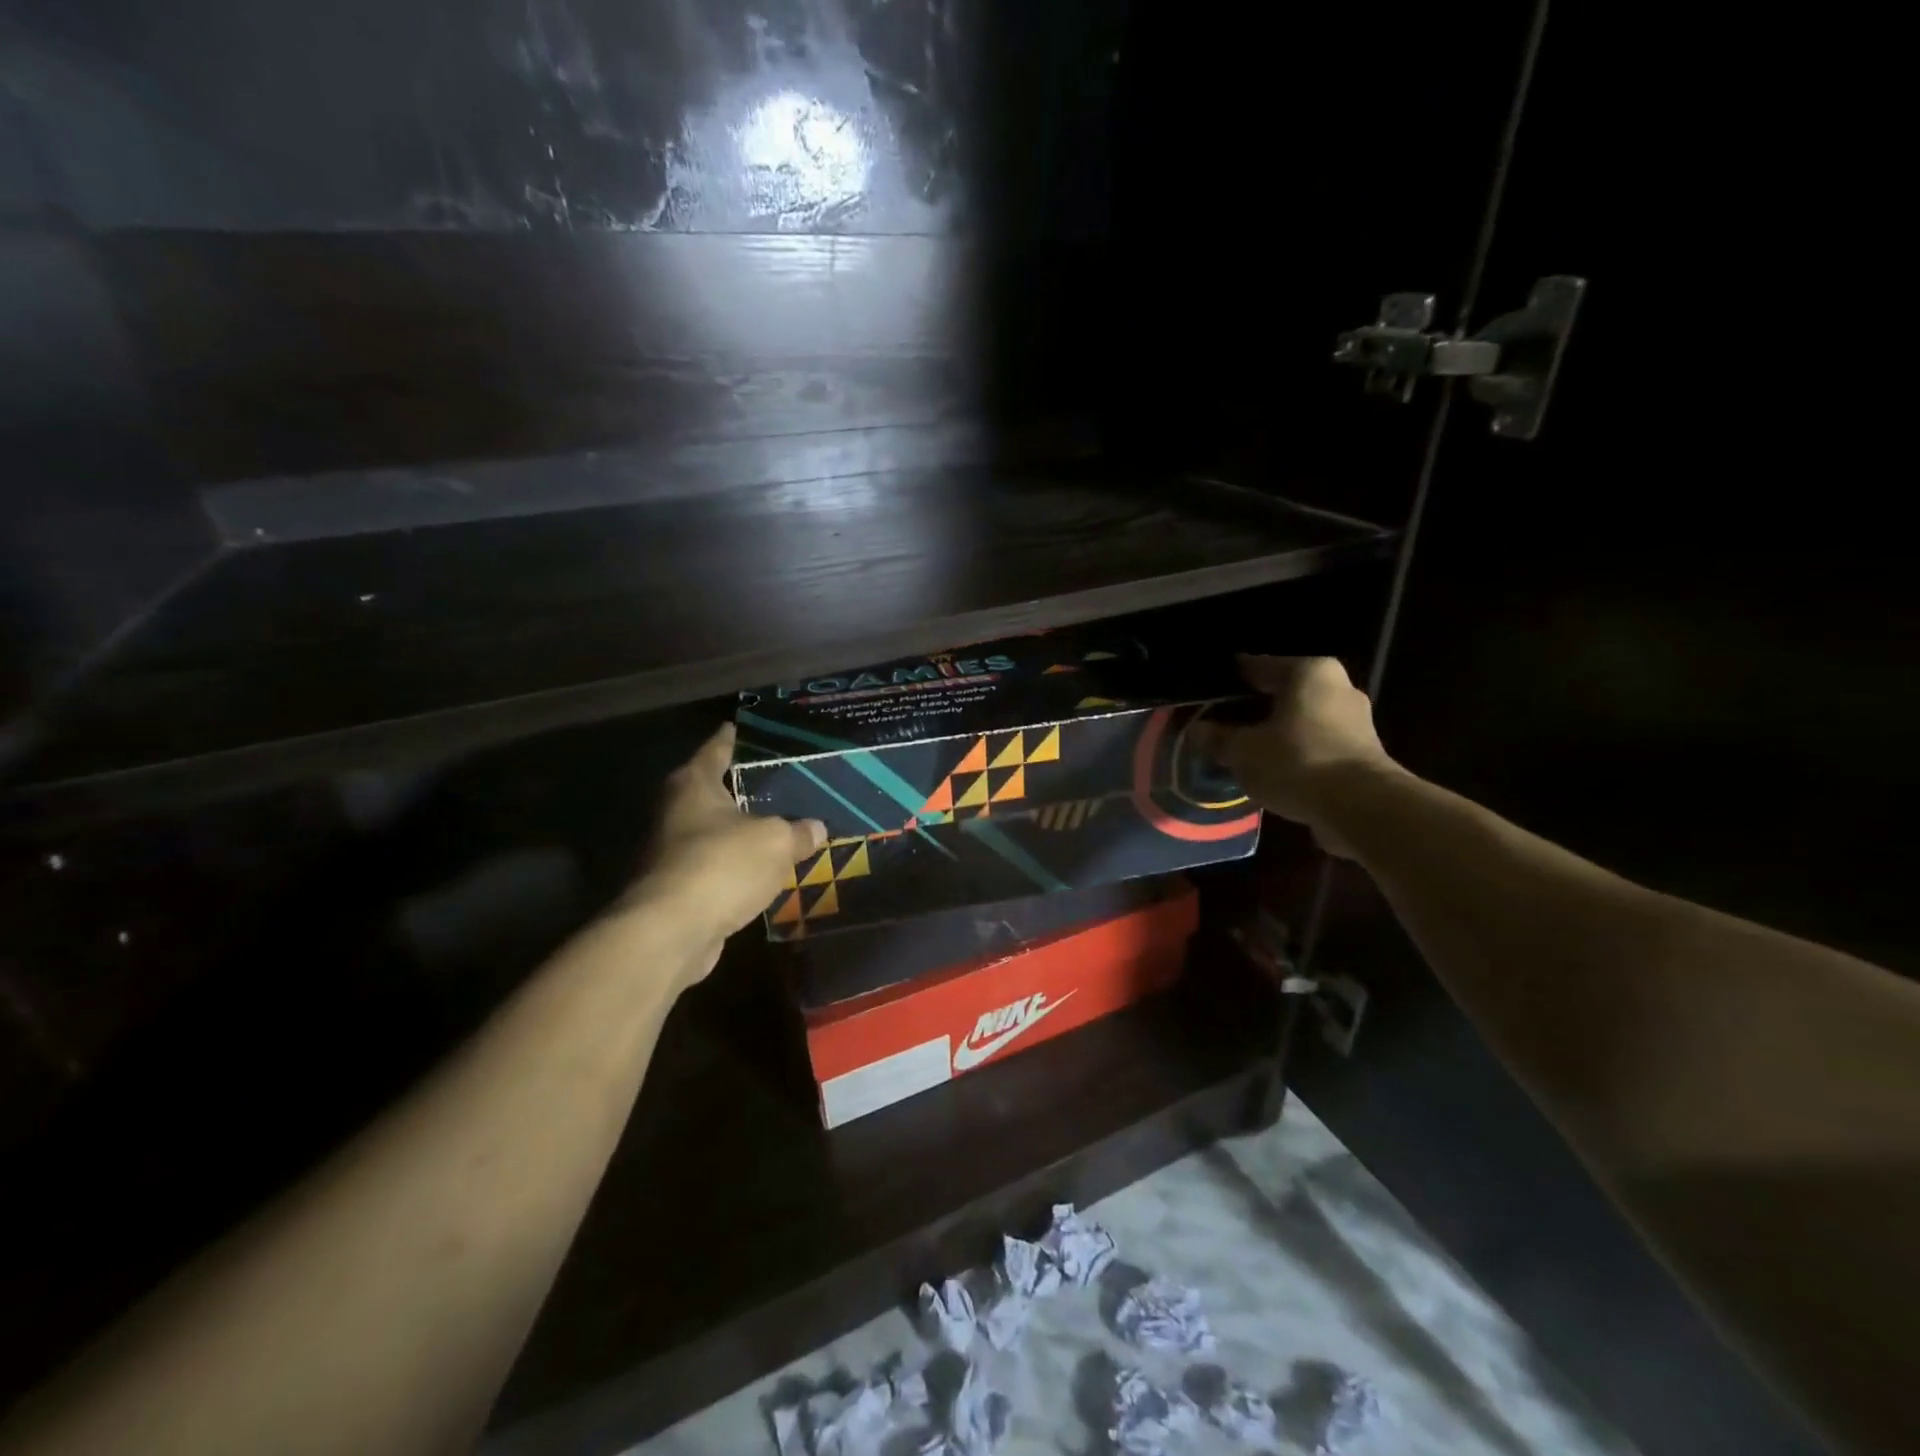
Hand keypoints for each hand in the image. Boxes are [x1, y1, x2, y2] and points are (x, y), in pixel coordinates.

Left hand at [622, 723, 826, 953]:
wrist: (672, 932)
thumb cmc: (722, 865)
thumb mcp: (776, 841)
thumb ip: (798, 831)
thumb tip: (816, 827)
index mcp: (695, 784)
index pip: (717, 748)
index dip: (735, 737)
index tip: (750, 729)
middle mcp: (677, 811)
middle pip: (716, 790)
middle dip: (746, 787)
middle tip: (784, 780)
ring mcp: (674, 851)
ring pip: (717, 831)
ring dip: (744, 831)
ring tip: (784, 825)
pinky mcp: (680, 888)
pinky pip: (718, 866)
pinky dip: (739, 866)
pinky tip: (767, 869)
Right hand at [1203, 655, 1400, 857]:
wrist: (1360, 807)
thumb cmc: (1296, 761)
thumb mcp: (1243, 751)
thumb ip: (1218, 739)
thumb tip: (1197, 731)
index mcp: (1309, 672)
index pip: (1262, 665)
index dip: (1235, 676)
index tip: (1216, 684)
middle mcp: (1338, 688)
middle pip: (1286, 693)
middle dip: (1258, 706)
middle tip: (1227, 718)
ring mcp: (1356, 722)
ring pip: (1303, 720)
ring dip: (1279, 731)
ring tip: (1247, 747)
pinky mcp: (1363, 755)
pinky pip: (1317, 744)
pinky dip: (1296, 752)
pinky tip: (1275, 768)